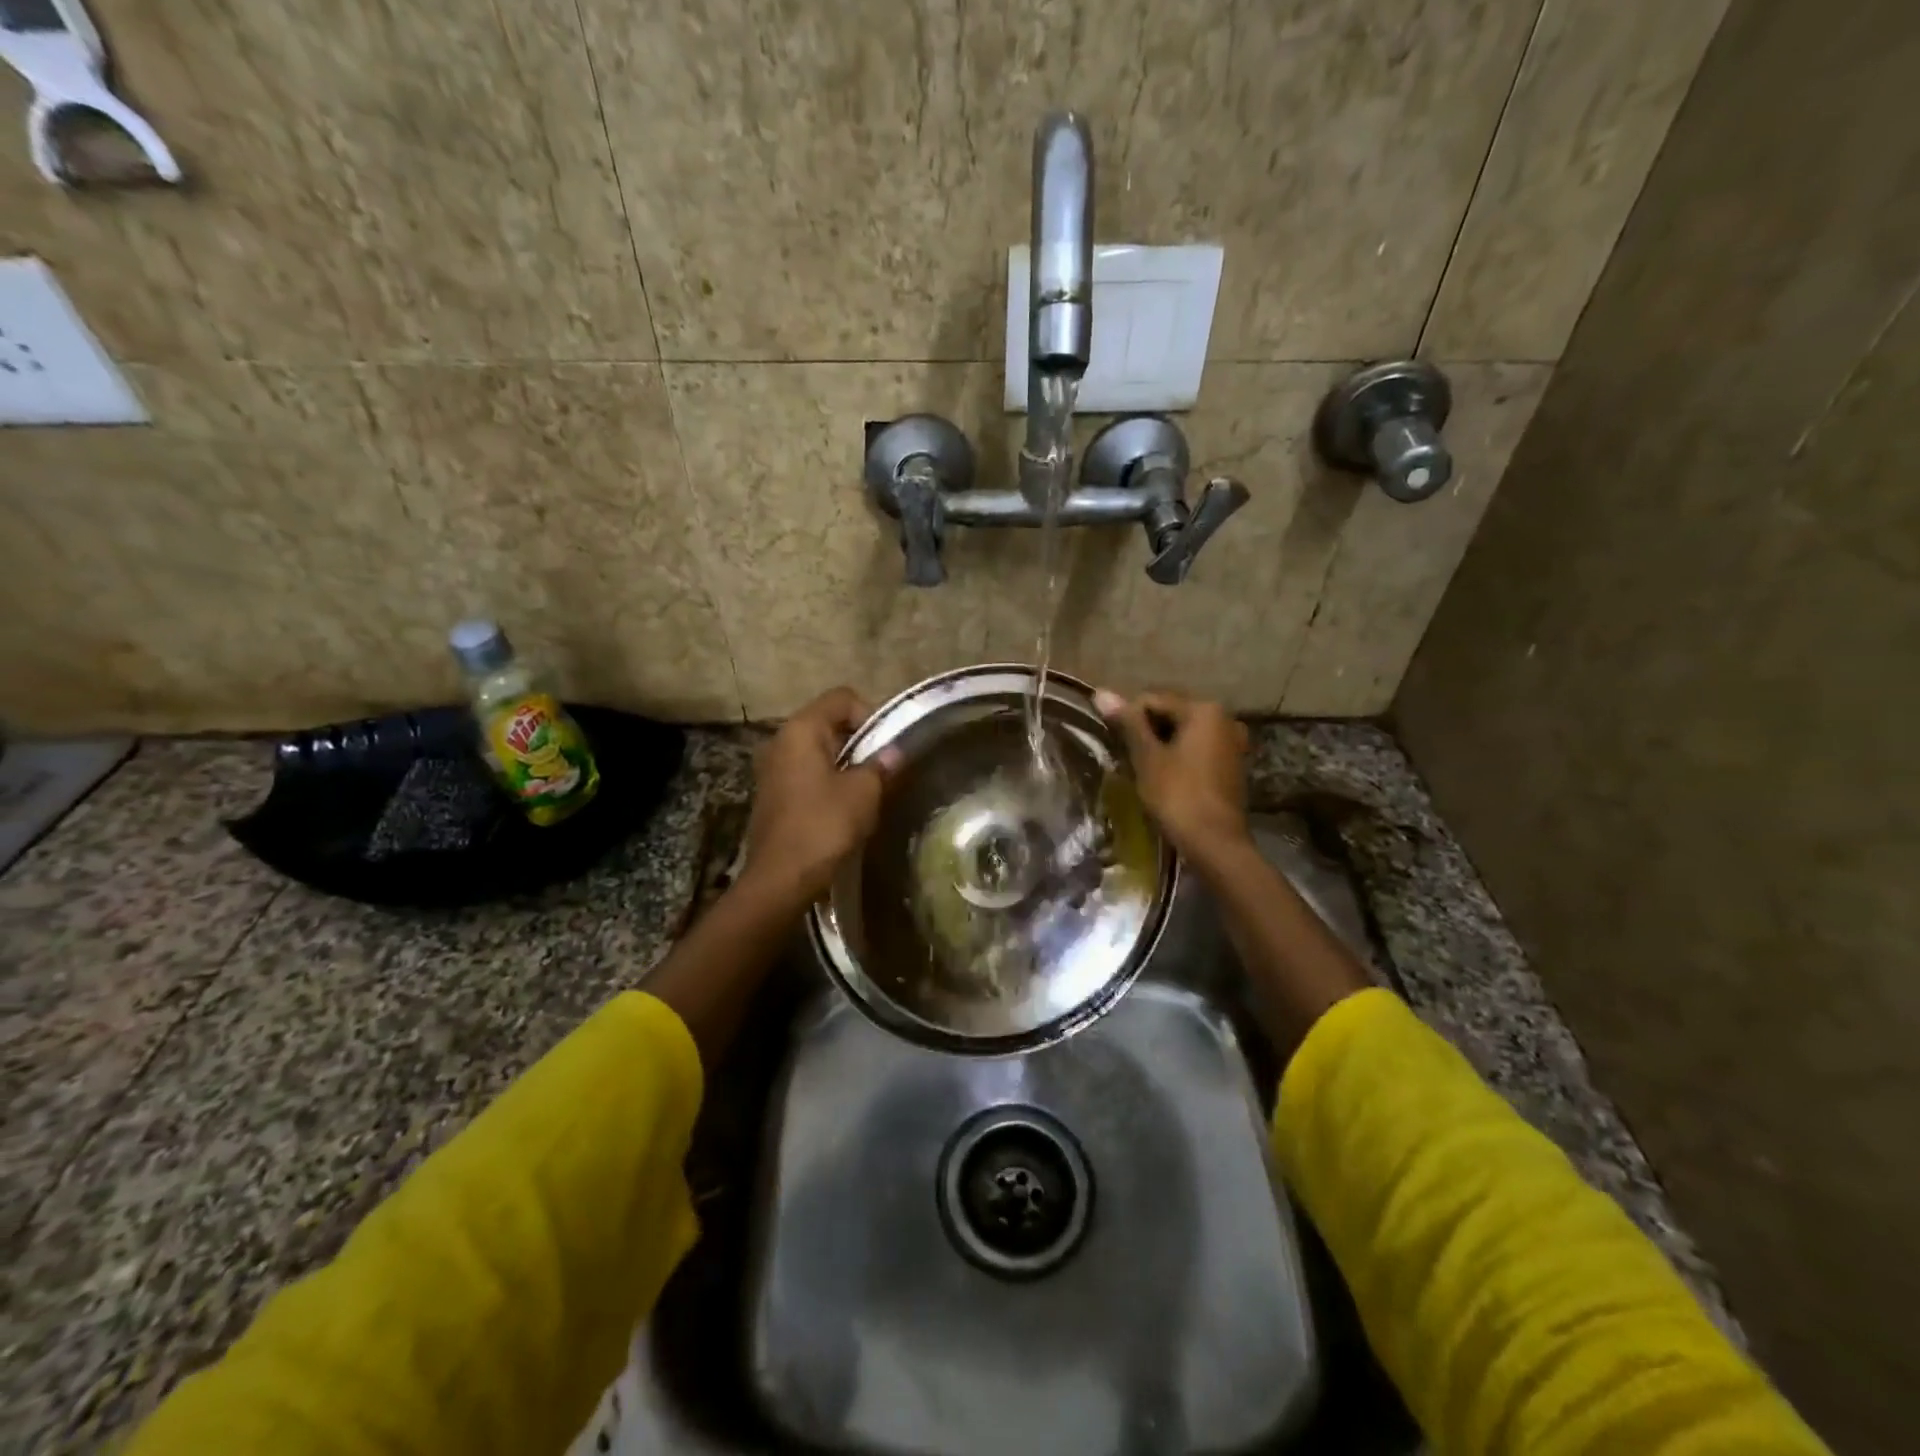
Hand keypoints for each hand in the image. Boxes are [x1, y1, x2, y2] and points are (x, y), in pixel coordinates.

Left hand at [741, 687, 897, 905]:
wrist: (780, 878)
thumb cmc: (824, 825)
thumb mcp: (864, 792)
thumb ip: (881, 766)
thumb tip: (895, 753)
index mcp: (801, 729)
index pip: (842, 698)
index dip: (871, 714)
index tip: (887, 746)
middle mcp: (781, 740)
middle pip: (829, 722)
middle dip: (860, 741)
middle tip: (884, 768)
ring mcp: (772, 768)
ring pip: (818, 750)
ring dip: (845, 764)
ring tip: (868, 789)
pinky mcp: (773, 794)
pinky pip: (807, 773)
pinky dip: (828, 781)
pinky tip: (845, 807)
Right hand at [1094, 689, 1250, 860]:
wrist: (1215, 842)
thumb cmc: (1177, 795)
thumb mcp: (1147, 757)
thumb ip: (1127, 723)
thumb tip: (1100, 692)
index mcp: (1204, 709)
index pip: (1152, 700)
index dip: (1127, 719)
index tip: (1114, 743)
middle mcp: (1224, 718)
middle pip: (1171, 713)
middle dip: (1146, 731)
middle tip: (1126, 757)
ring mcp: (1231, 742)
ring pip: (1183, 733)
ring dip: (1161, 745)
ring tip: (1141, 768)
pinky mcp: (1231, 764)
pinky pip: (1197, 749)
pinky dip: (1178, 757)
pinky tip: (1164, 777)